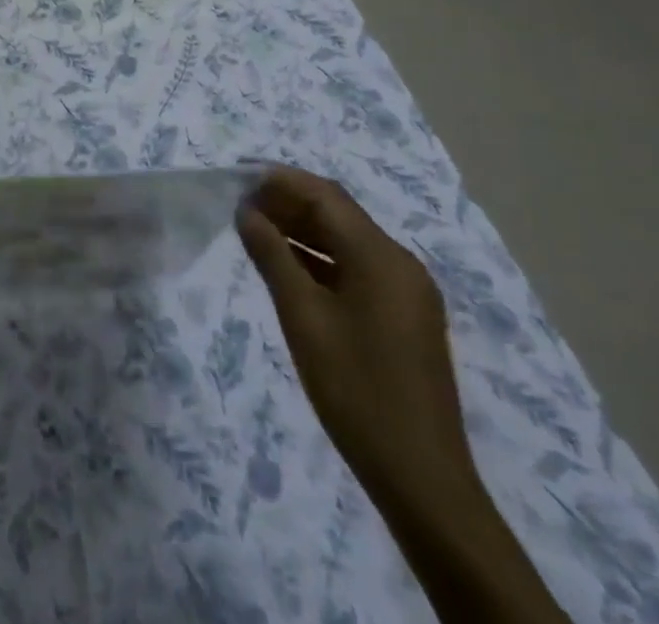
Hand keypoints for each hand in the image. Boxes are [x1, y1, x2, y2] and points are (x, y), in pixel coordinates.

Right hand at [238, 168, 573, 623]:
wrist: (420, 478)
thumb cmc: (355, 389)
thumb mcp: (303, 317)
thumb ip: (272, 256)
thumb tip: (246, 212)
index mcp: (382, 257)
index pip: (325, 195)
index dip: (280, 181)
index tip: (238, 179)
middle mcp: (400, 264)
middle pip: (338, 214)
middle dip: (288, 203)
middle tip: (239, 205)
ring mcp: (406, 292)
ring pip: (347, 241)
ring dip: (302, 229)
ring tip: (254, 230)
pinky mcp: (404, 316)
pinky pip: (357, 268)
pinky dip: (320, 258)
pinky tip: (287, 266)